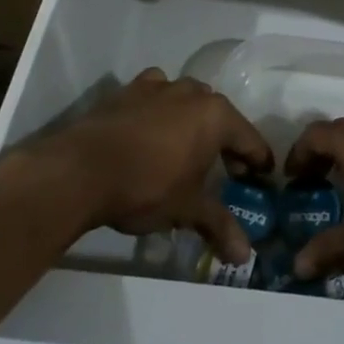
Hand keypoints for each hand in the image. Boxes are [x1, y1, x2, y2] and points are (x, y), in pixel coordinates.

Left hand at [49, 69, 273, 261]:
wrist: (80, 171)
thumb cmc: (146, 187)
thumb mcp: (187, 209)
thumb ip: (219, 225)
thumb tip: (244, 256)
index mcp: (217, 116)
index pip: (250, 139)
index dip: (258, 161)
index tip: (263, 177)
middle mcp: (194, 93)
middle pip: (221, 118)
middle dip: (226, 142)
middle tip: (224, 171)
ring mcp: (160, 86)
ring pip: (188, 101)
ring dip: (193, 121)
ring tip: (185, 149)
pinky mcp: (129, 90)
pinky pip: (156, 93)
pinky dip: (160, 107)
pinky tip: (151, 127)